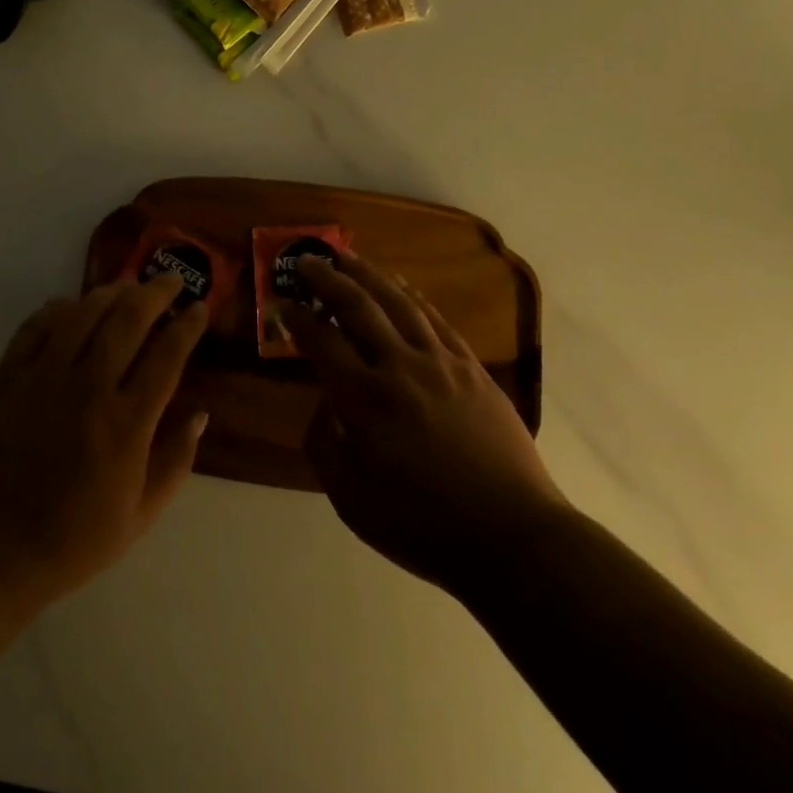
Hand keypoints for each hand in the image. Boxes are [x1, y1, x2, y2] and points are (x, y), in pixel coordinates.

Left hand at [0, 274, 209, 608]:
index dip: (187, 325)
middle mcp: (88, 388)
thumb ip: (174, 463)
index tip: (199, 307)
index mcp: (127, 424)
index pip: (167, 356)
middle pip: (128, 320)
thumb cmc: (70, 541)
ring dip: (110, 292)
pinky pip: (35, 328)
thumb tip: (200, 415)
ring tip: (126, 285)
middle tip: (170, 279)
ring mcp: (44, 378)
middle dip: (155, 292)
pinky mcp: (8, 378)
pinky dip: (57, 309)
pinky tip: (70, 305)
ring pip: (83, 314)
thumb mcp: (138, 518)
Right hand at [276, 253, 565, 593]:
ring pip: (398, 302)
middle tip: (308, 261)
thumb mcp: (350, 500)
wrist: (511, 536)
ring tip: (348, 257)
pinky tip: (401, 286)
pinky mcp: (471, 367)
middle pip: (357, 307)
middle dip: (327, 279)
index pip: (321, 341)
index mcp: (364, 400)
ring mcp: (440, 362)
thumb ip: (324, 444)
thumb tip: (322, 403)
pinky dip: (413, 296)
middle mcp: (399, 367)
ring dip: (369, 274)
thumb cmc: (422, 525)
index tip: (281, 302)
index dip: (297, 318)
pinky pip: (436, 320)